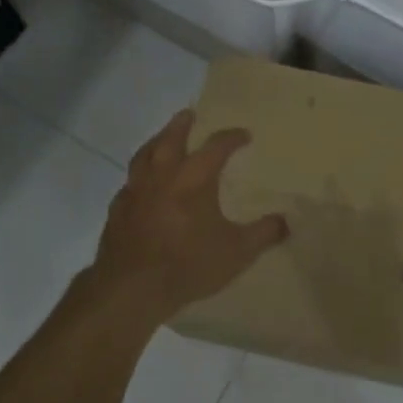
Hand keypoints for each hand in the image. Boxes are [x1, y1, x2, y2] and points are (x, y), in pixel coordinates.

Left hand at [86, 110, 288, 329]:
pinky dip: (139, 176)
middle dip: (182, 125)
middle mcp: (162, 176)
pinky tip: (141, 185)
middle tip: (189, 114)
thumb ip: (263, 234)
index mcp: (194, 179)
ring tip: (162, 139)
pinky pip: (129, 183)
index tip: (244, 135)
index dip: (232, 138)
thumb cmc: (188, 265)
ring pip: (144, 155)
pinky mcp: (117, 209)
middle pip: (171, 139)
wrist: (132, 288)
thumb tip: (285, 221)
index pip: (216, 147)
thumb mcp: (237, 252)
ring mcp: (135, 191)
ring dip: (156, 142)